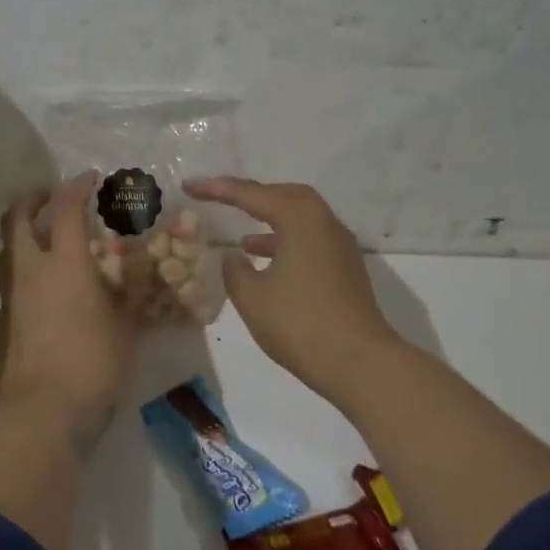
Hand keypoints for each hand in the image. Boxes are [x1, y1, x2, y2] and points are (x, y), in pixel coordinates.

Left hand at [0, 172, 137, 446]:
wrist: (42, 414)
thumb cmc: (93, 365)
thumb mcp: (126, 328)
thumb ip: (131, 294)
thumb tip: (138, 270)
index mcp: (64, 264)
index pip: (65, 208)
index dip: (76, 187)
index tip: (89, 179)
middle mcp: (30, 272)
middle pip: (16, 218)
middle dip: (32, 199)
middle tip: (50, 198)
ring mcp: (10, 298)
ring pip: (6, 250)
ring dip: (22, 235)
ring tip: (45, 242)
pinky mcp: (0, 324)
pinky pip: (9, 284)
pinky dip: (23, 272)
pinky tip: (43, 293)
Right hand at [185, 176, 401, 405]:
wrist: (359, 363)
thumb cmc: (300, 324)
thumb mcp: (252, 298)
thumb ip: (235, 271)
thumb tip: (235, 256)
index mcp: (301, 219)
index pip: (252, 194)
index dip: (217, 189)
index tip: (190, 186)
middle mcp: (324, 223)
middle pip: (285, 196)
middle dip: (251, 196)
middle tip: (221, 200)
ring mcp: (339, 247)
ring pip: (300, 219)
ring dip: (270, 222)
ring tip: (241, 238)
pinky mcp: (345, 269)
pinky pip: (310, 240)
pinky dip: (285, 242)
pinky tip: (267, 265)